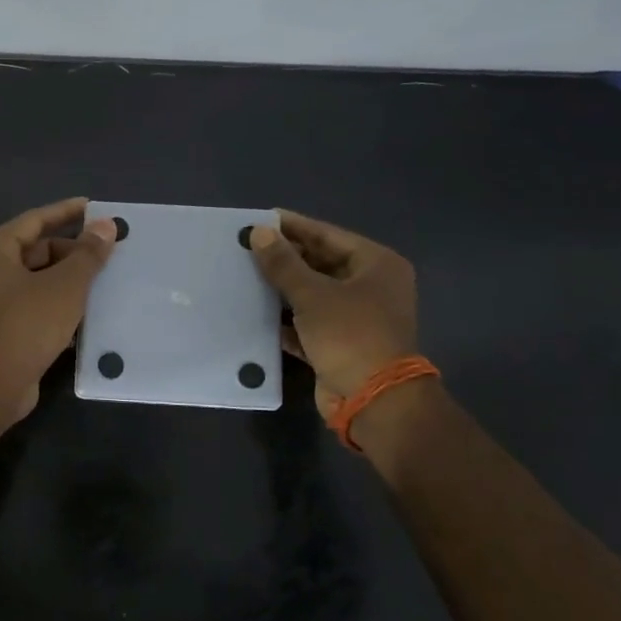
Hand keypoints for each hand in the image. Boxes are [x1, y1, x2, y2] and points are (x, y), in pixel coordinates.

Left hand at [0, 197, 117, 419]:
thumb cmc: (28, 322)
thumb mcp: (66, 284)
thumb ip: (88, 254)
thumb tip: (106, 226)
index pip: (34, 219)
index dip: (65, 212)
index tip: (92, 207)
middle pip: (33, 250)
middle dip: (69, 251)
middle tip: (104, 254)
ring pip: (34, 280)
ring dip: (65, 279)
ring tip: (100, 280)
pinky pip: (31, 306)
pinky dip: (55, 303)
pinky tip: (84, 311)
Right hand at [248, 211, 417, 419]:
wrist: (374, 401)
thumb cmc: (350, 335)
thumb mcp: (312, 294)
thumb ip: (283, 263)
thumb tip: (258, 232)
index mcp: (376, 265)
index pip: (327, 235)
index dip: (293, 227)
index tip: (260, 219)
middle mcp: (371, 287)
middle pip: (321, 263)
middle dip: (285, 259)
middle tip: (246, 248)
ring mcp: (357, 317)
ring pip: (313, 294)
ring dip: (282, 289)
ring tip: (244, 276)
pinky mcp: (341, 344)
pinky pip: (309, 323)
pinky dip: (286, 319)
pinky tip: (255, 312)